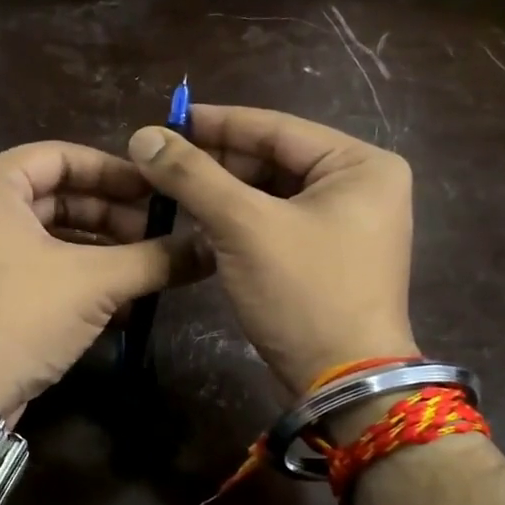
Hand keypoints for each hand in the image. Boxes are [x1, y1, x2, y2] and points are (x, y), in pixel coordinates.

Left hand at [0, 141, 208, 419]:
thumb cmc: (20, 316)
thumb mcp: (95, 282)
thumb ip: (154, 259)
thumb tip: (210, 248)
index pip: (63, 156)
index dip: (115, 171)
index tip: (158, 190)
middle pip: (59, 195)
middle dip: (112, 214)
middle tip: (159, 232)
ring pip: (52, 234)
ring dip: (101, 249)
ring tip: (147, 266)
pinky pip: (39, 265)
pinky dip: (78, 275)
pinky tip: (121, 299)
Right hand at [127, 105, 416, 391]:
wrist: (343, 383)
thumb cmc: (304, 294)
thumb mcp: (245, 227)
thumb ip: (194, 176)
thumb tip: (143, 136)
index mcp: (360, 164)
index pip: (276, 127)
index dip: (217, 122)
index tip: (166, 120)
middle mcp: (362, 186)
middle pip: (274, 160)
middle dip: (216, 162)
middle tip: (161, 163)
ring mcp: (348, 224)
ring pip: (271, 193)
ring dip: (222, 193)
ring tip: (170, 190)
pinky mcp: (329, 256)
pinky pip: (276, 223)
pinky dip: (238, 222)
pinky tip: (198, 222)